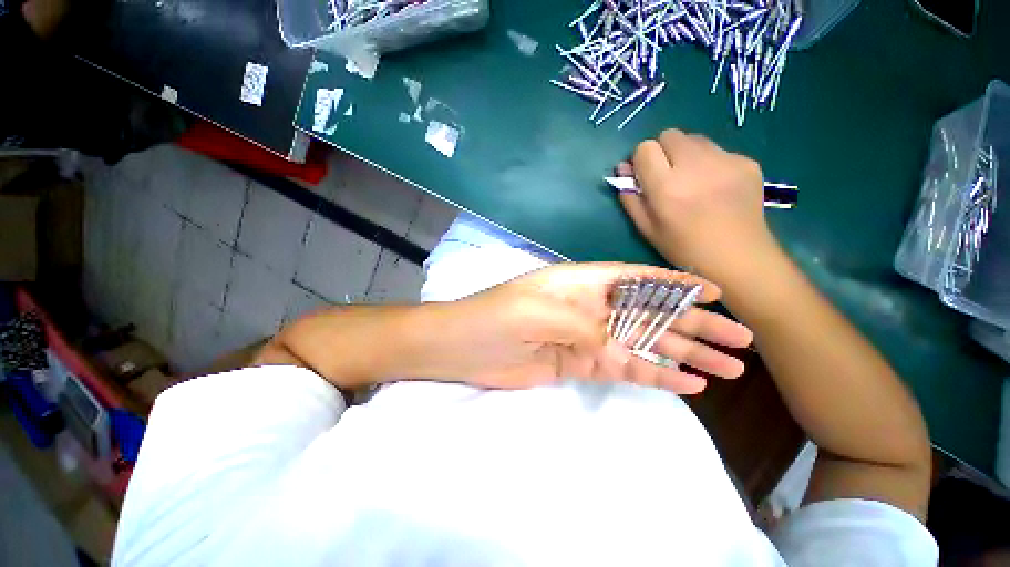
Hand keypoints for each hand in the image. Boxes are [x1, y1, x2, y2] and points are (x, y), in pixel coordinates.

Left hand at [429, 262, 752, 394]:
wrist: (465, 346)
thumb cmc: (497, 317)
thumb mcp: (540, 311)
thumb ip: (585, 323)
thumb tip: (625, 343)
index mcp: (582, 283)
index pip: (638, 279)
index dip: (678, 285)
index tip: (718, 293)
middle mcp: (591, 307)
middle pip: (651, 313)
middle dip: (695, 326)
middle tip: (741, 340)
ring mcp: (588, 337)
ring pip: (644, 345)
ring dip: (685, 355)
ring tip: (729, 368)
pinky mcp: (580, 363)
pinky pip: (624, 368)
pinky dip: (655, 375)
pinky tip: (688, 383)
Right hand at [617, 129, 778, 284]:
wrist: (738, 257)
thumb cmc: (683, 248)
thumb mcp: (647, 229)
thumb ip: (631, 199)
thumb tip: (623, 171)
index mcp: (666, 188)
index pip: (645, 148)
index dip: (641, 160)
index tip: (645, 175)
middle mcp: (695, 167)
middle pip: (669, 135)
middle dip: (662, 151)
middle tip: (668, 175)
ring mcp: (726, 161)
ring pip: (694, 139)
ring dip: (686, 154)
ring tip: (693, 180)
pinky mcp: (747, 162)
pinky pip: (718, 150)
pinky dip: (711, 162)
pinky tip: (716, 187)